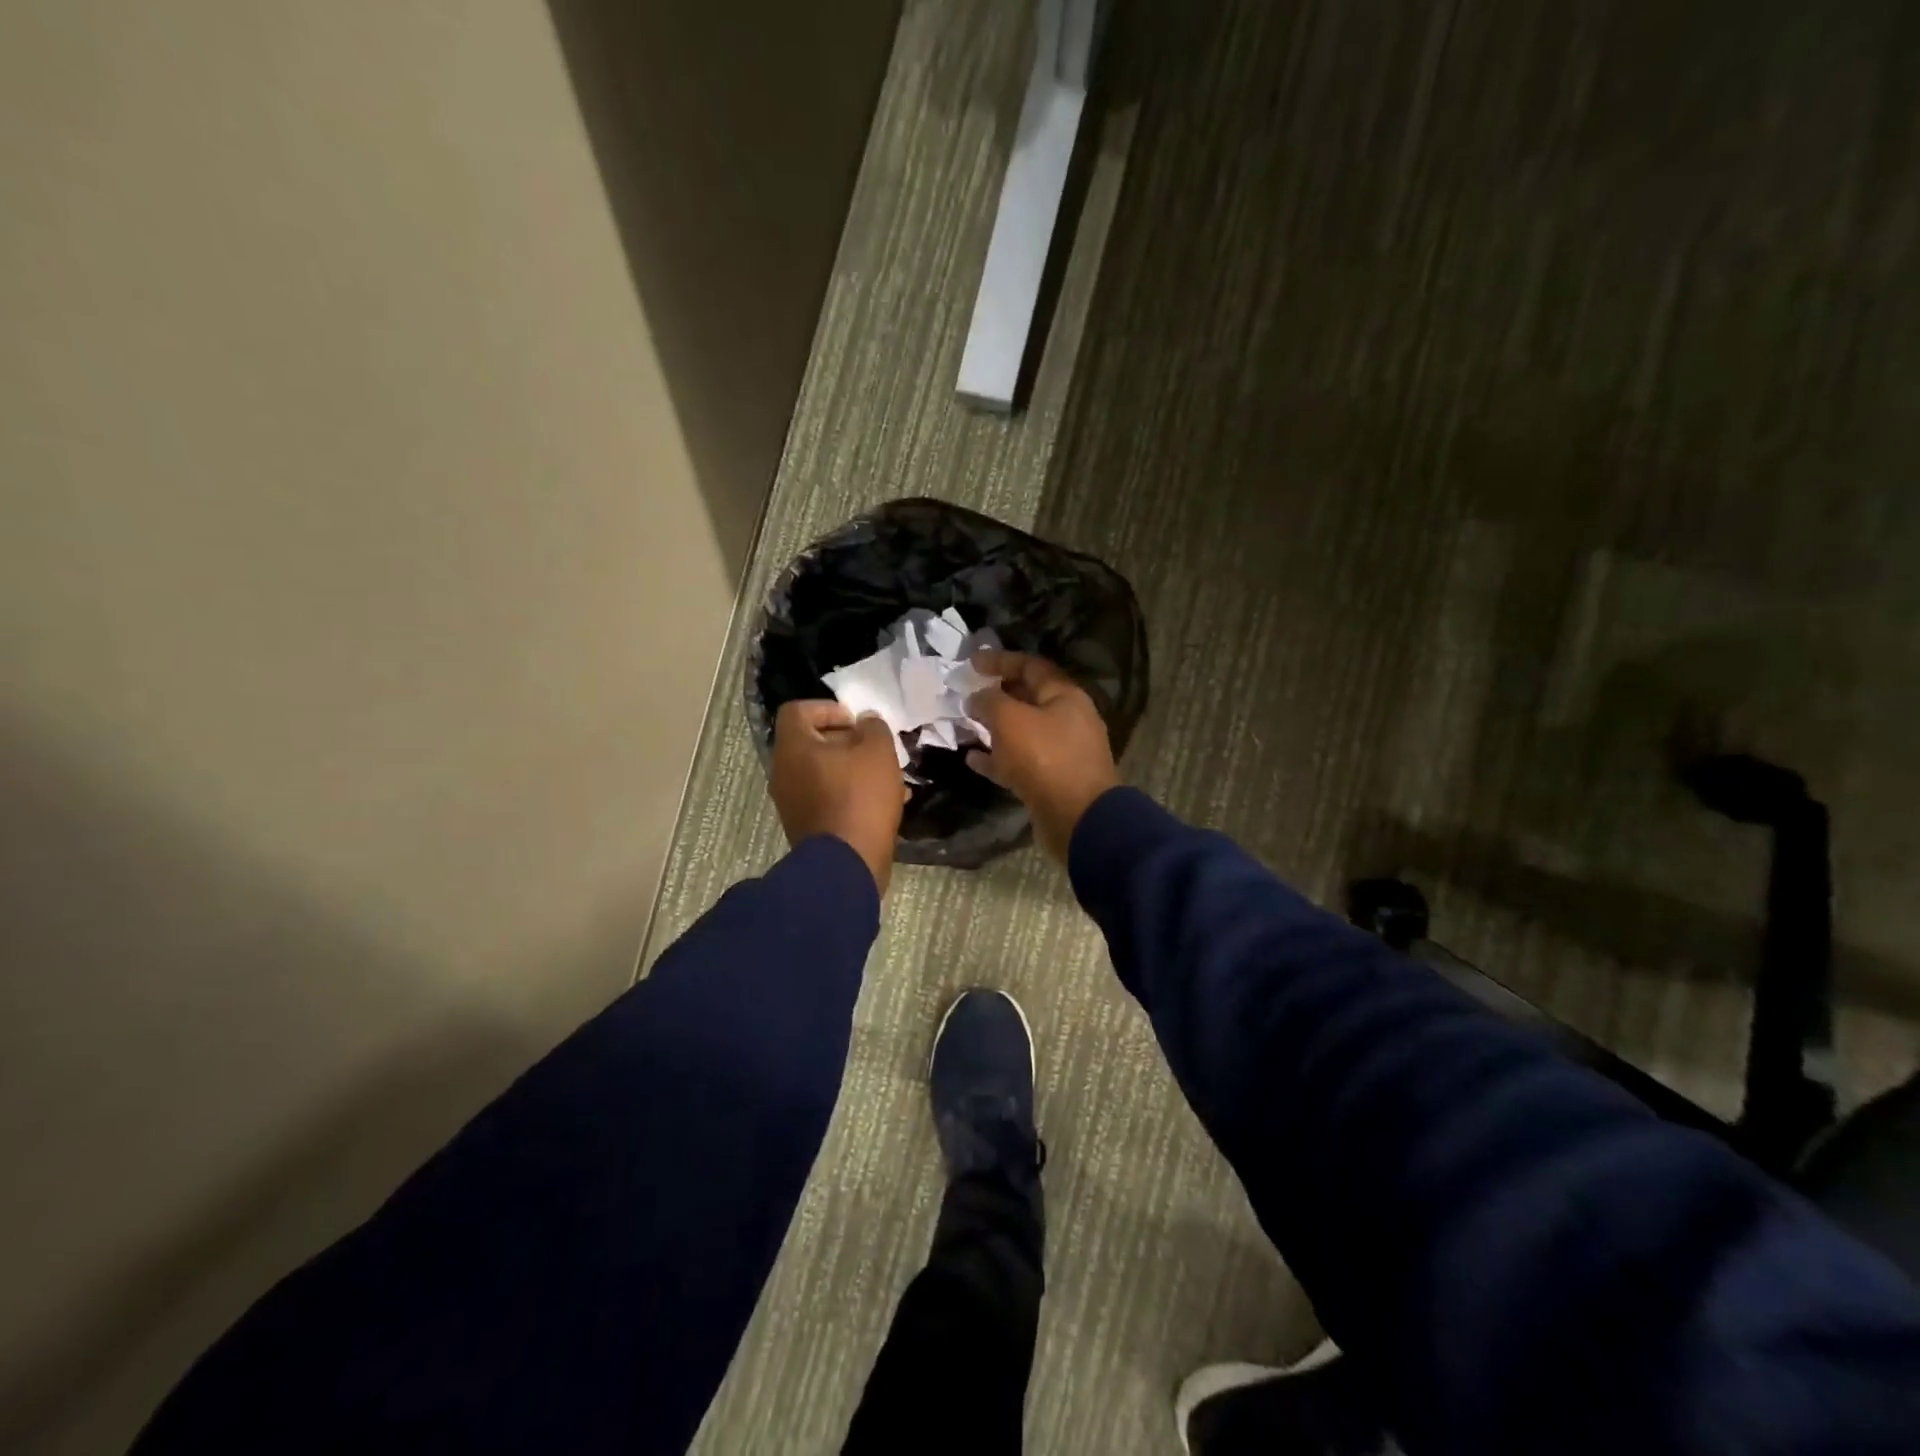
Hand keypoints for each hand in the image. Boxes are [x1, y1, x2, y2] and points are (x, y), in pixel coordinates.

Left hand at [771, 700, 905, 894]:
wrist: (846, 864)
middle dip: (847, 741)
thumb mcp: (878, 751)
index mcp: (793, 747)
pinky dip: (850, 794)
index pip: (798, 711)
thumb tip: (866, 722)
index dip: (828, 708)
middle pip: (812, 743)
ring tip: (887, 777)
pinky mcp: (806, 826)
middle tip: (876, 748)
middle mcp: (784, 772)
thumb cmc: (860, 797)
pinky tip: (884, 804)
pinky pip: (827, 798)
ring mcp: (791, 802)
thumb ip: (873, 728)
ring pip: (823, 773)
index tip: (856, 721)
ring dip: (853, 769)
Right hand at [965, 649, 1118, 861]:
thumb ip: (989, 701)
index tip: (971, 662)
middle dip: (996, 695)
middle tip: (966, 694)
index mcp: (1065, 696)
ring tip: (965, 726)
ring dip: (994, 728)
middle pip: (1027, 698)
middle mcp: (1067, 720)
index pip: (1031, 666)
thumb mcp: (1011, 720)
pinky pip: (1020, 762)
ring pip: (1022, 732)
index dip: (1000, 660)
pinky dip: (997, 758)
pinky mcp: (1052, 780)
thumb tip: (976, 697)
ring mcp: (1061, 752)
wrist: (1077, 819)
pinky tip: (972, 760)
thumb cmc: (1045, 759)